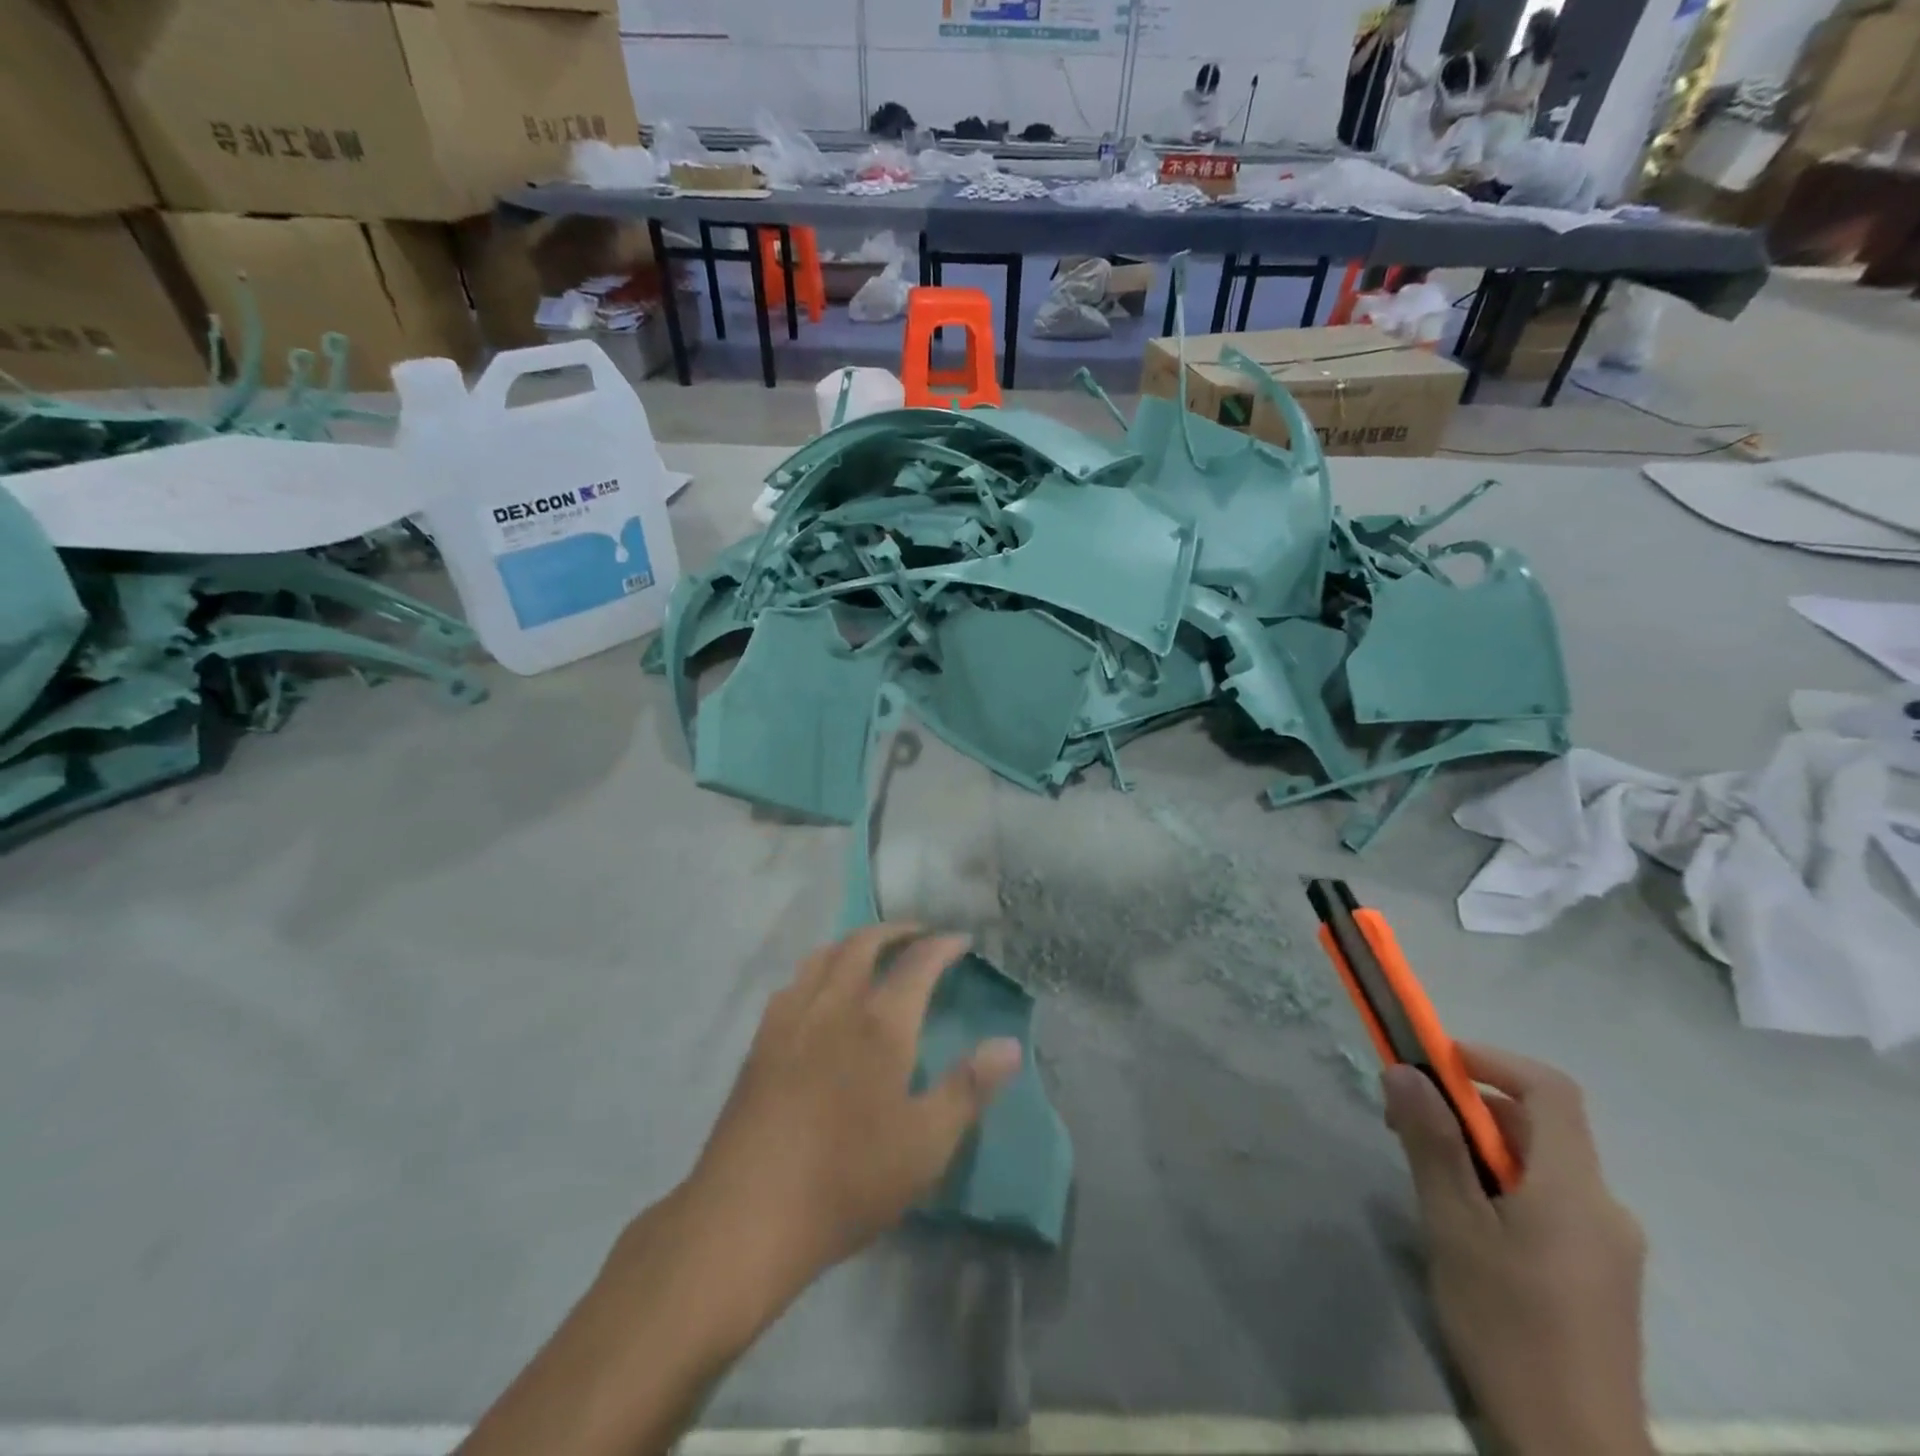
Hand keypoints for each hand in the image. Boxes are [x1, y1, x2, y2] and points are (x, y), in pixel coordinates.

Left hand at [677, 925, 1022, 1321]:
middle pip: (864, 943)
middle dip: (896, 931)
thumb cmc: (848, 1179)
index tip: (962, 940)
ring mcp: (791, 1018)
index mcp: (880, 1024)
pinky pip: (794, 982)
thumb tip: (1010, 1044)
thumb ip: (969, 1088)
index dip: (943, 945)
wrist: (748, 1214)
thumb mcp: (925, 1144)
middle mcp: (835, 1004)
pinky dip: (819, 968)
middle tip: (920, 935)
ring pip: (824, 955)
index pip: (917, 963)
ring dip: (854, 942)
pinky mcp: (761, 1041)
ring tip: (872, 952)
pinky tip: (819, 993)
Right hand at [1384, 1046, 1652, 1455]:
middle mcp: (1604, 1206)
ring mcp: (1609, 1244)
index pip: (1550, 1090)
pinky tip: (1467, 1222)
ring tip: (1427, 1176)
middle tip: (1406, 1123)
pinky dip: (1502, 1184)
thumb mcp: (1453, 1226)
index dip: (1493, 1060)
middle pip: (1540, 1126)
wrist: (1574, 1448)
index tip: (1435, 1060)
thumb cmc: (1508, 1326)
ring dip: (1480, 1148)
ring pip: (1540, 1165)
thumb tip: (1404, 1071)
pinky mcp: (1601, 1274)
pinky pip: (1550, 1200)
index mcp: (1575, 1189)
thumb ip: (1432, 1143)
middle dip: (1469, 1108)